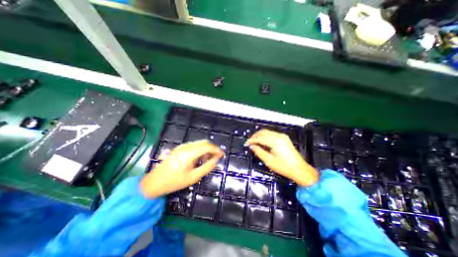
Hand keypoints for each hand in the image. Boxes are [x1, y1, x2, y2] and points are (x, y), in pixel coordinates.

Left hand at [141, 141, 224, 198]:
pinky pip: (193, 146)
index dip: (216, 149)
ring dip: (206, 149)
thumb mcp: (193, 177)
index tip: (222, 154)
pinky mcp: (179, 148)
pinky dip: (200, 150)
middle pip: (204, 142)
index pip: (207, 146)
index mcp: (189, 153)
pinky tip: (199, 159)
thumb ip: (207, 167)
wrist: (154, 182)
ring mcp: (182, 146)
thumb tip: (216, 159)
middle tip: (216, 157)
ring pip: (199, 143)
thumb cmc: (174, 181)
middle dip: (212, 148)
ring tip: (207, 160)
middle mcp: (186, 146)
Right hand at [247, 129, 318, 185]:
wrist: (300, 170)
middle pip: (263, 132)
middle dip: (255, 136)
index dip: (252, 140)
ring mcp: (282, 136)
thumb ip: (259, 152)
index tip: (246, 143)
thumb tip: (251, 146)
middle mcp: (279, 136)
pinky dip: (265, 136)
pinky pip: (272, 134)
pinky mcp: (284, 138)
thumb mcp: (269, 161)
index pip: (260, 138)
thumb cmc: (284, 167)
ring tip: (254, 142)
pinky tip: (262, 142)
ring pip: (267, 132)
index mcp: (275, 141)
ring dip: (260, 136)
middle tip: (249, 142)